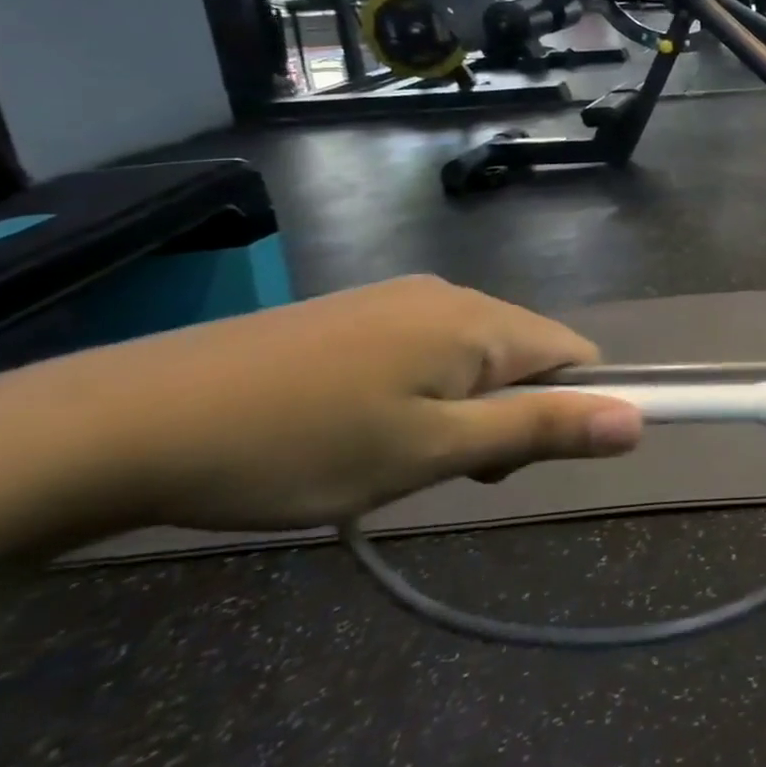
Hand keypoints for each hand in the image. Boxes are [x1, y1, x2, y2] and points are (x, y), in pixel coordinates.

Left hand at [64, 276, 639, 530]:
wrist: (130, 420)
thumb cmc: (300, 445)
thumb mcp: (431, 452)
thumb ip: (539, 431)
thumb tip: (635, 420)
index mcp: (478, 321)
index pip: (574, 354)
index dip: (570, 407)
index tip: (514, 463)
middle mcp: (450, 295)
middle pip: (524, 354)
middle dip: (509, 414)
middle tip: (443, 471)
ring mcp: (398, 299)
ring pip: (473, 356)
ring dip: (463, 409)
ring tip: (395, 459)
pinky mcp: (356, 314)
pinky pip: (426, 350)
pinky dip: (422, 392)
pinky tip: (360, 429)